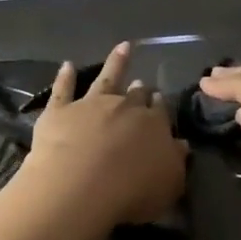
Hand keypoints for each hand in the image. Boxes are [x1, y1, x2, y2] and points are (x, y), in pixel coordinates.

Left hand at [18, 42, 186, 227]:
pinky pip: (63, 89)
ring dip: (115, 63)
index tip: (159, 100)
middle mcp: (125, 108)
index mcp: (154, 124)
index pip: (160, 111)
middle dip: (140, 90)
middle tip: (142, 84)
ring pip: (106, 79)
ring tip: (123, 48)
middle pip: (135, 95)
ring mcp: (91, 105)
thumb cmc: (132, 191)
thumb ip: (175, 162)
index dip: (160, 106)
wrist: (82, 186)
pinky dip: (66, 76)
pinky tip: (67, 65)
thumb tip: (180, 144)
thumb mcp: (169, 184)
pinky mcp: (60, 112)